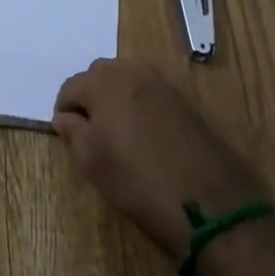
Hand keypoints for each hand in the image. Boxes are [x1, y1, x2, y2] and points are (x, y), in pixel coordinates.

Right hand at [54, 59, 269, 258]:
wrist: (209, 203)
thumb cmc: (138, 180)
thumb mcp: (92, 161)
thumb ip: (72, 132)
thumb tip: (65, 117)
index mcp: (104, 82)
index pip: (70, 87)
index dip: (65, 112)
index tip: (68, 136)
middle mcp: (133, 72)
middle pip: (99, 75)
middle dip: (90, 97)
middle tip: (92, 133)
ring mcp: (163, 84)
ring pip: (128, 80)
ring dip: (117, 98)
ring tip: (118, 134)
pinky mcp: (185, 100)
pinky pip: (151, 93)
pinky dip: (141, 106)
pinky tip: (145, 136)